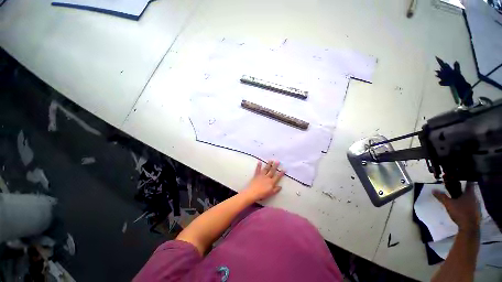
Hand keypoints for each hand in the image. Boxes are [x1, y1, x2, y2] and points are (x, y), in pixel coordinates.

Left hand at [242, 160, 284, 201]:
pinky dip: (258, 166)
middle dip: (275, 166)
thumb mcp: (271, 193)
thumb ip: (276, 190)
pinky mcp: (256, 175)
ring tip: (271, 160)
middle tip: (278, 161)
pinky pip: (258, 169)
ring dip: (269, 164)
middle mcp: (267, 177)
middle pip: (272, 171)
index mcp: (271, 182)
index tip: (284, 169)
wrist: (252, 192)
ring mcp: (261, 175)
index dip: (281, 173)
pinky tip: (259, 162)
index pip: (277, 177)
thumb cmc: (262, 194)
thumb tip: (280, 186)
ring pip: (266, 169)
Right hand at [433, 182, 480, 233]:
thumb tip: (433, 190)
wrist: (469, 227)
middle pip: (469, 192)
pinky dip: (467, 205)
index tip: (461, 179)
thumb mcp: (448, 204)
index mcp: (469, 194)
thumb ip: (441, 196)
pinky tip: (462, 208)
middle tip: (457, 189)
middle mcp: (474, 198)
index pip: (469, 184)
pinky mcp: (476, 212)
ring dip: (465, 198)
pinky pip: (471, 206)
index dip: (465, 181)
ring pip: (471, 199)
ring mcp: (476, 206)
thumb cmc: (460, 212)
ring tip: (458, 199)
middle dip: (463, 190)